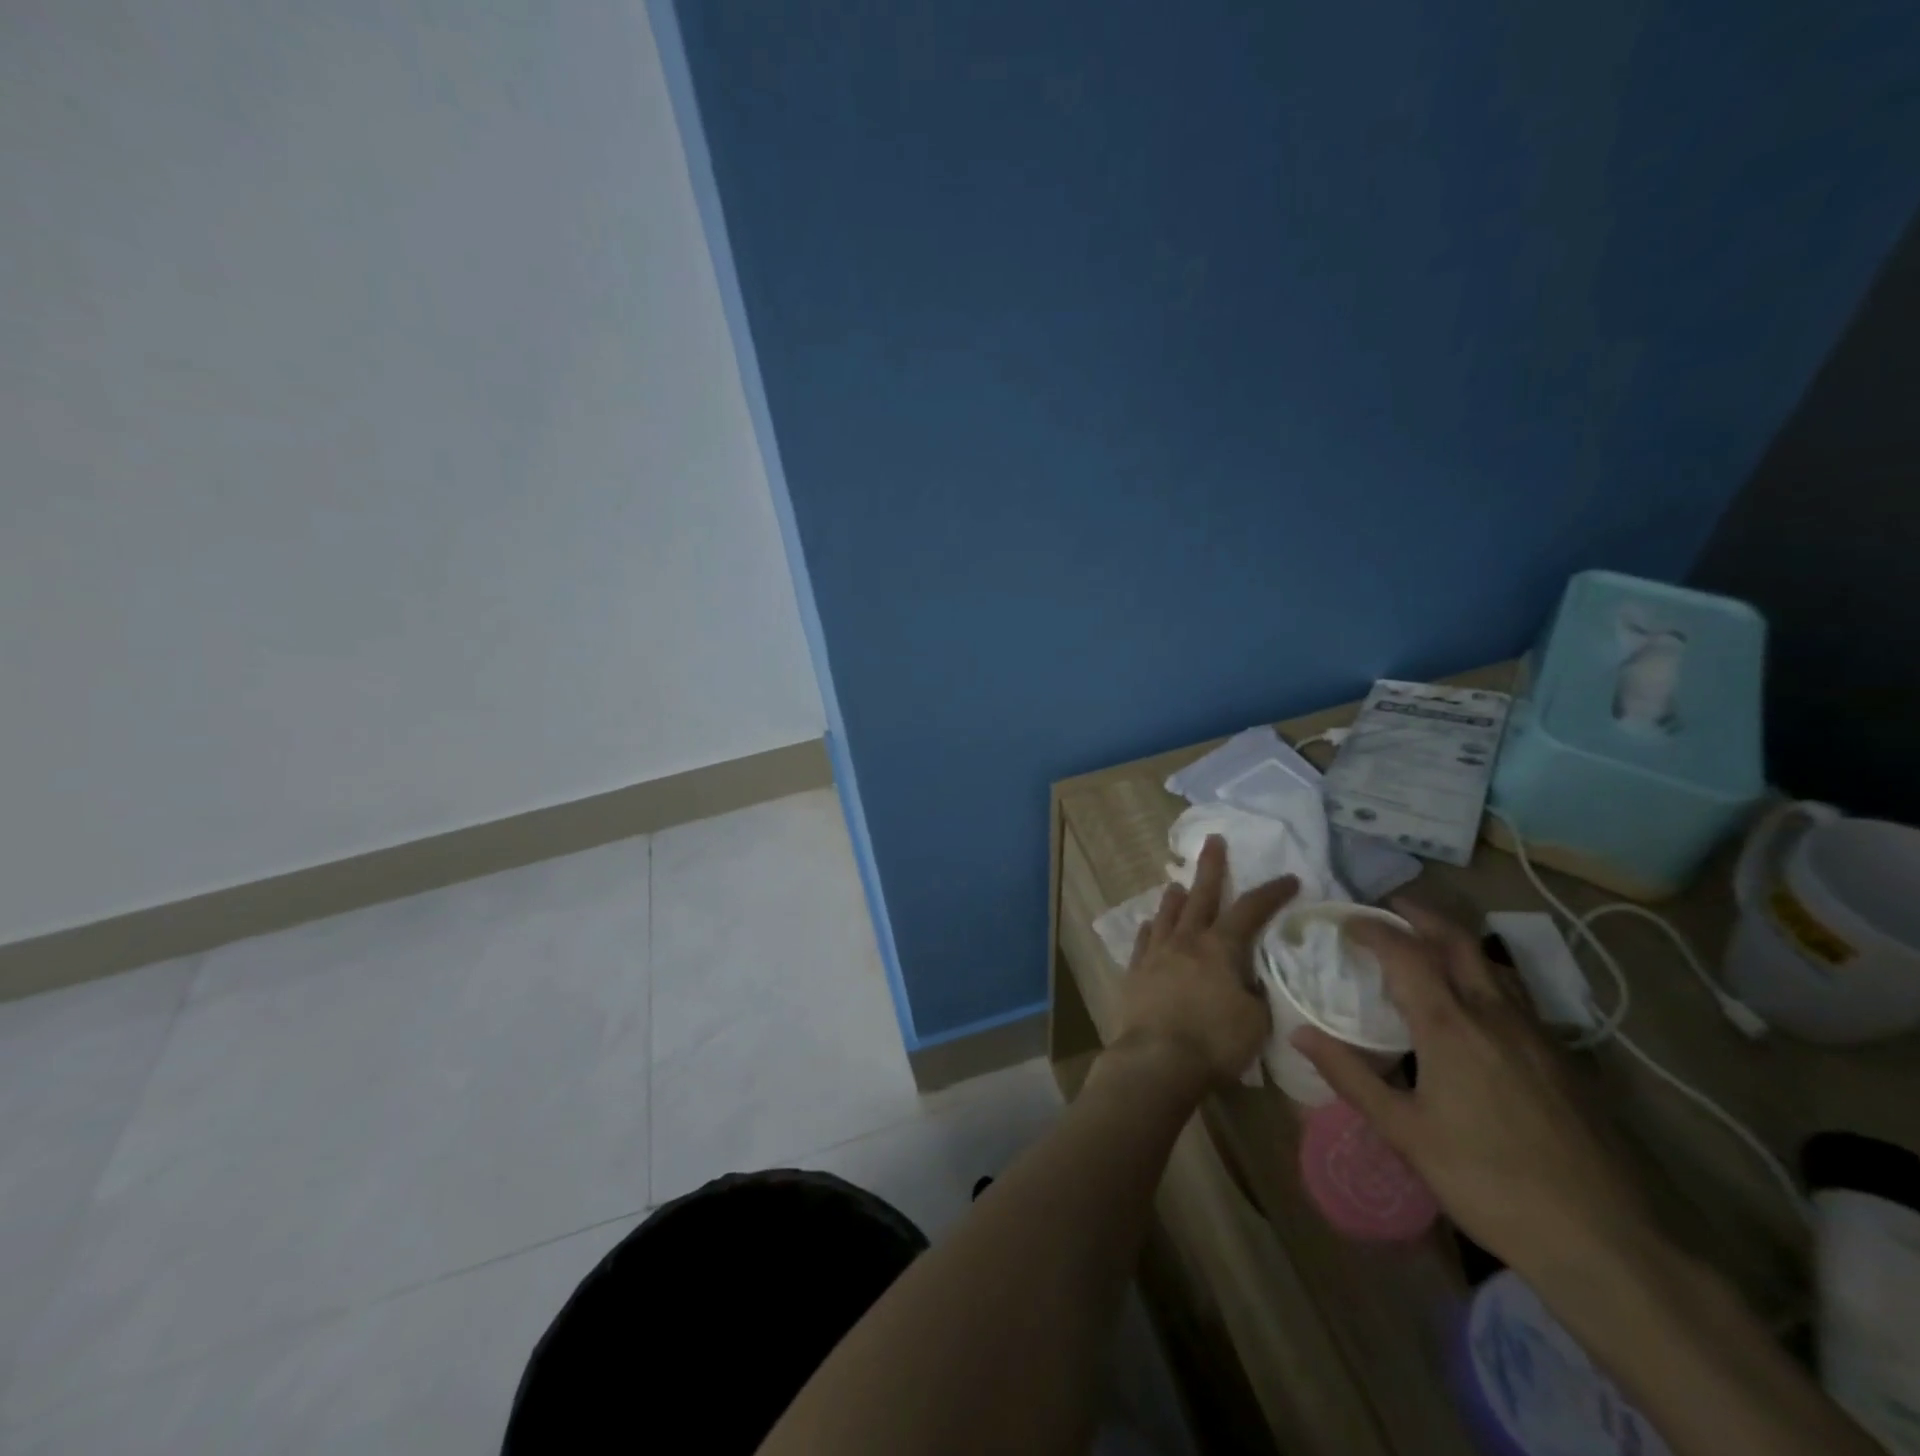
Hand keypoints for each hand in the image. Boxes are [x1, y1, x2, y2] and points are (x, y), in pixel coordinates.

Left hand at [1112, 835, 1295, 1088]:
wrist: (1156, 1060)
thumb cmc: (1214, 1042)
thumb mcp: (1255, 1021)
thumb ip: (1255, 993)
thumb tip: (1250, 980)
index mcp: (1220, 948)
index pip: (1251, 910)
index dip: (1271, 893)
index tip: (1289, 878)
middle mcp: (1186, 941)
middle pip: (1200, 896)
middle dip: (1211, 867)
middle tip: (1213, 841)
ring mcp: (1156, 954)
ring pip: (1167, 915)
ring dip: (1175, 897)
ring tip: (1177, 884)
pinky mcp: (1135, 972)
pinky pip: (1144, 942)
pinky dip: (1151, 929)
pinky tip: (1150, 925)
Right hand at [1292, 902, 1658, 1283]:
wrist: (1605, 1240)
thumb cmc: (1488, 1182)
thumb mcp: (1405, 1133)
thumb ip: (1351, 1076)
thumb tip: (1300, 1033)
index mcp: (1450, 1026)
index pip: (1405, 953)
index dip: (1372, 929)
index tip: (1345, 922)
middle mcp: (1494, 1015)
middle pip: (1457, 941)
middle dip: (1420, 915)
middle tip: (1389, 908)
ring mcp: (1536, 1035)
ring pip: (1492, 965)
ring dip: (1454, 943)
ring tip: (1427, 947)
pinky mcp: (1564, 1059)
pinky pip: (1515, 996)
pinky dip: (1483, 977)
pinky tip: (1475, 1007)